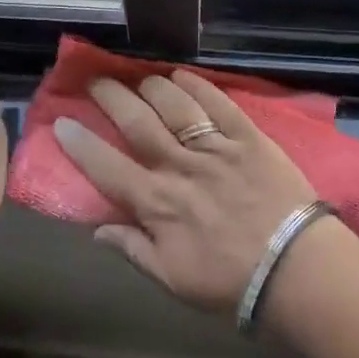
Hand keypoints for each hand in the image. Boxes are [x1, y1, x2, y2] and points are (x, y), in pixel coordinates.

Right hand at [53, 70, 317, 313]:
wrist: (296, 270)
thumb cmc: (230, 281)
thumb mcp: (173, 279)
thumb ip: (133, 250)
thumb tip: (97, 229)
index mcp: (157, 203)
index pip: (107, 167)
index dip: (80, 143)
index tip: (62, 121)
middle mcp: (179, 167)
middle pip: (137, 122)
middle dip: (111, 97)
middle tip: (96, 79)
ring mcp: (216, 148)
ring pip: (175, 106)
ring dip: (152, 87)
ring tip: (140, 77)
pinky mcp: (249, 138)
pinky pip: (219, 104)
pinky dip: (199, 86)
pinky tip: (183, 75)